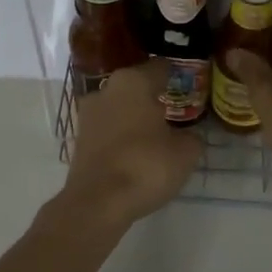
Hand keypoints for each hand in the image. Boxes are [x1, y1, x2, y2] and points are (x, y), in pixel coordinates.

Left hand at [53, 60, 200, 232]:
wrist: (97, 203)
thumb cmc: (146, 165)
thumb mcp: (185, 152)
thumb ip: (192, 137)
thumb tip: (188, 136)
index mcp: (133, 81)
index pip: (160, 68)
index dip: (177, 76)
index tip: (190, 85)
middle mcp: (107, 89)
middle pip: (137, 86)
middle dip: (154, 96)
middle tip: (175, 111)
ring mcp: (88, 114)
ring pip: (119, 107)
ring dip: (135, 116)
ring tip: (157, 133)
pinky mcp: (79, 139)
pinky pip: (108, 129)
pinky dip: (121, 136)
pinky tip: (136, 151)